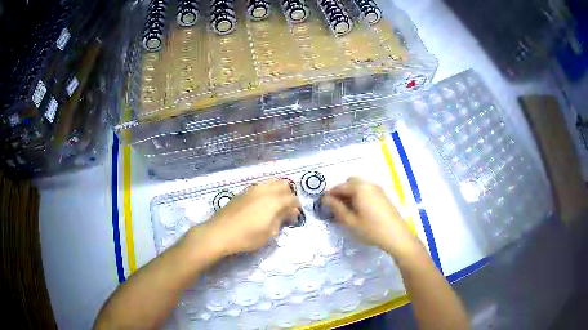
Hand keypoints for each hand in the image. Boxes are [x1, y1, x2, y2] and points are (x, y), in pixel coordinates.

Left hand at [197, 180, 300, 256]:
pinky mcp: (242, 192)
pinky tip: (260, 206)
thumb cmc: (247, 236)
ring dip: (277, 192)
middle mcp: (265, 190)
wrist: (220, 232)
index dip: (296, 208)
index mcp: (274, 200)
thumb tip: (288, 213)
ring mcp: (252, 189)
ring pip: (271, 183)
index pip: (292, 199)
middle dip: (288, 195)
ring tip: (274, 207)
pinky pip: (260, 187)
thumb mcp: (269, 233)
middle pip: (283, 185)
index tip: (294, 218)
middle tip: (286, 210)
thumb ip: (281, 219)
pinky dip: (265, 193)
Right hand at [323, 177, 421, 258]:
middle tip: (336, 207)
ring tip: (347, 210)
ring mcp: (377, 189)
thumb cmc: (371, 230)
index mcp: (359, 188)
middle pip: (350, 182)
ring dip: (350, 193)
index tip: (322, 205)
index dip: (329, 195)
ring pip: (359, 186)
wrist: (397, 236)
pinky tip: (359, 210)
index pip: (339, 187)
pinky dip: (359, 196)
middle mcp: (368, 184)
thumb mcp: (350, 222)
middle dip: (341, 192)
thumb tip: (326, 199)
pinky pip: (367, 190)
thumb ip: (337, 208)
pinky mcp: (383, 195)